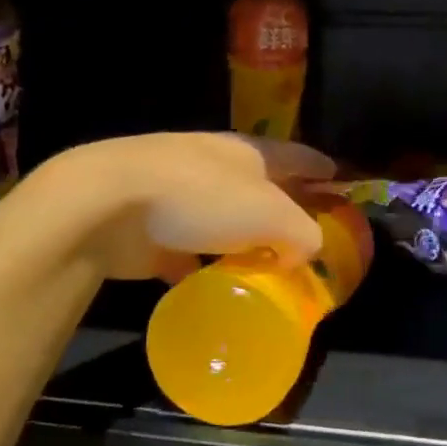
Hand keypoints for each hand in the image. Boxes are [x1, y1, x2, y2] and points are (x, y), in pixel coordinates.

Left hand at [48, 133, 335, 282]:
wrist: (107, 206)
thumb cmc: (200, 197)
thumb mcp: (271, 214)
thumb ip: (303, 233)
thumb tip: (302, 253)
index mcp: (247, 154)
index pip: (295, 156)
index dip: (320, 168)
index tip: (339, 179)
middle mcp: (215, 169)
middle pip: (260, 191)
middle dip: (284, 211)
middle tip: (308, 238)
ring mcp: (179, 199)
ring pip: (224, 224)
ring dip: (244, 243)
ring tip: (268, 270)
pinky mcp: (151, 233)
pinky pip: (189, 255)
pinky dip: (205, 270)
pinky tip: (216, 291)